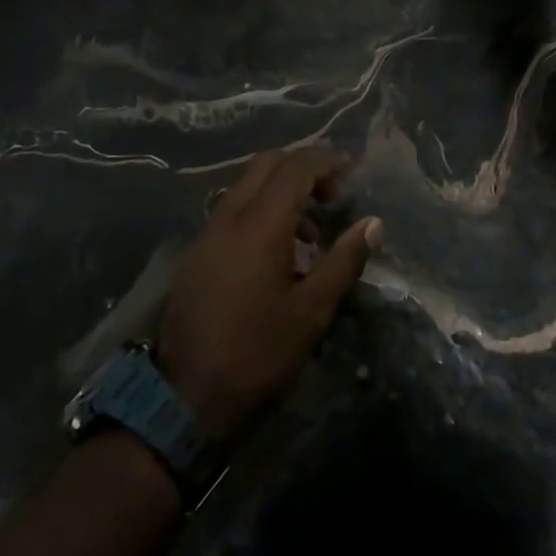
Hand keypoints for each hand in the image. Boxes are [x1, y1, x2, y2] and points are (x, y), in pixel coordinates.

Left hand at [157, 146, 380, 441]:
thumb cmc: (256, 352)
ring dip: (281, 190)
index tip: (351, 168)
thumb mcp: (311, 311)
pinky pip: (234, 208)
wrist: (183, 395)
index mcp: (260, 224)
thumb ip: (344, 260)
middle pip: (267, 164)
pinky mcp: (198, 251)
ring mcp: (209, 231)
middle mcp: (230, 215)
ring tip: (311, 232)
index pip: (295, 167)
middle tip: (331, 195)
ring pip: (248, 184)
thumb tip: (373, 223)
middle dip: (303, 167)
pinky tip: (279, 251)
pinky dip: (261, 209)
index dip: (325, 161)